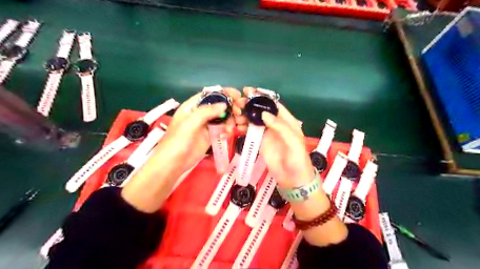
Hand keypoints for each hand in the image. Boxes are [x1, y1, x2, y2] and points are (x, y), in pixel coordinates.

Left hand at [153, 87, 241, 176]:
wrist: (174, 163)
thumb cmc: (178, 140)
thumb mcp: (190, 123)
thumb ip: (206, 112)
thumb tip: (224, 105)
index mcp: (193, 106)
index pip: (210, 94)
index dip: (224, 93)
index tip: (237, 95)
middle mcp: (201, 113)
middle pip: (219, 105)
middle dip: (230, 108)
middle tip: (238, 114)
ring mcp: (206, 125)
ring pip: (223, 117)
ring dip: (230, 121)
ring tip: (230, 129)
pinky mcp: (211, 135)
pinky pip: (223, 129)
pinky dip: (227, 130)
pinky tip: (226, 136)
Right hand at [240, 87, 314, 187]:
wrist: (293, 179)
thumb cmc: (297, 159)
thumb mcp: (293, 141)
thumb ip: (280, 126)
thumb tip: (263, 113)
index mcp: (286, 121)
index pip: (273, 105)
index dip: (262, 97)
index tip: (248, 91)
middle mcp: (275, 124)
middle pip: (261, 111)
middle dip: (249, 106)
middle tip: (237, 105)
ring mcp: (267, 133)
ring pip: (253, 120)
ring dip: (244, 117)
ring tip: (235, 116)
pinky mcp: (260, 142)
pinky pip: (250, 132)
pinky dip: (242, 128)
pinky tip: (236, 127)